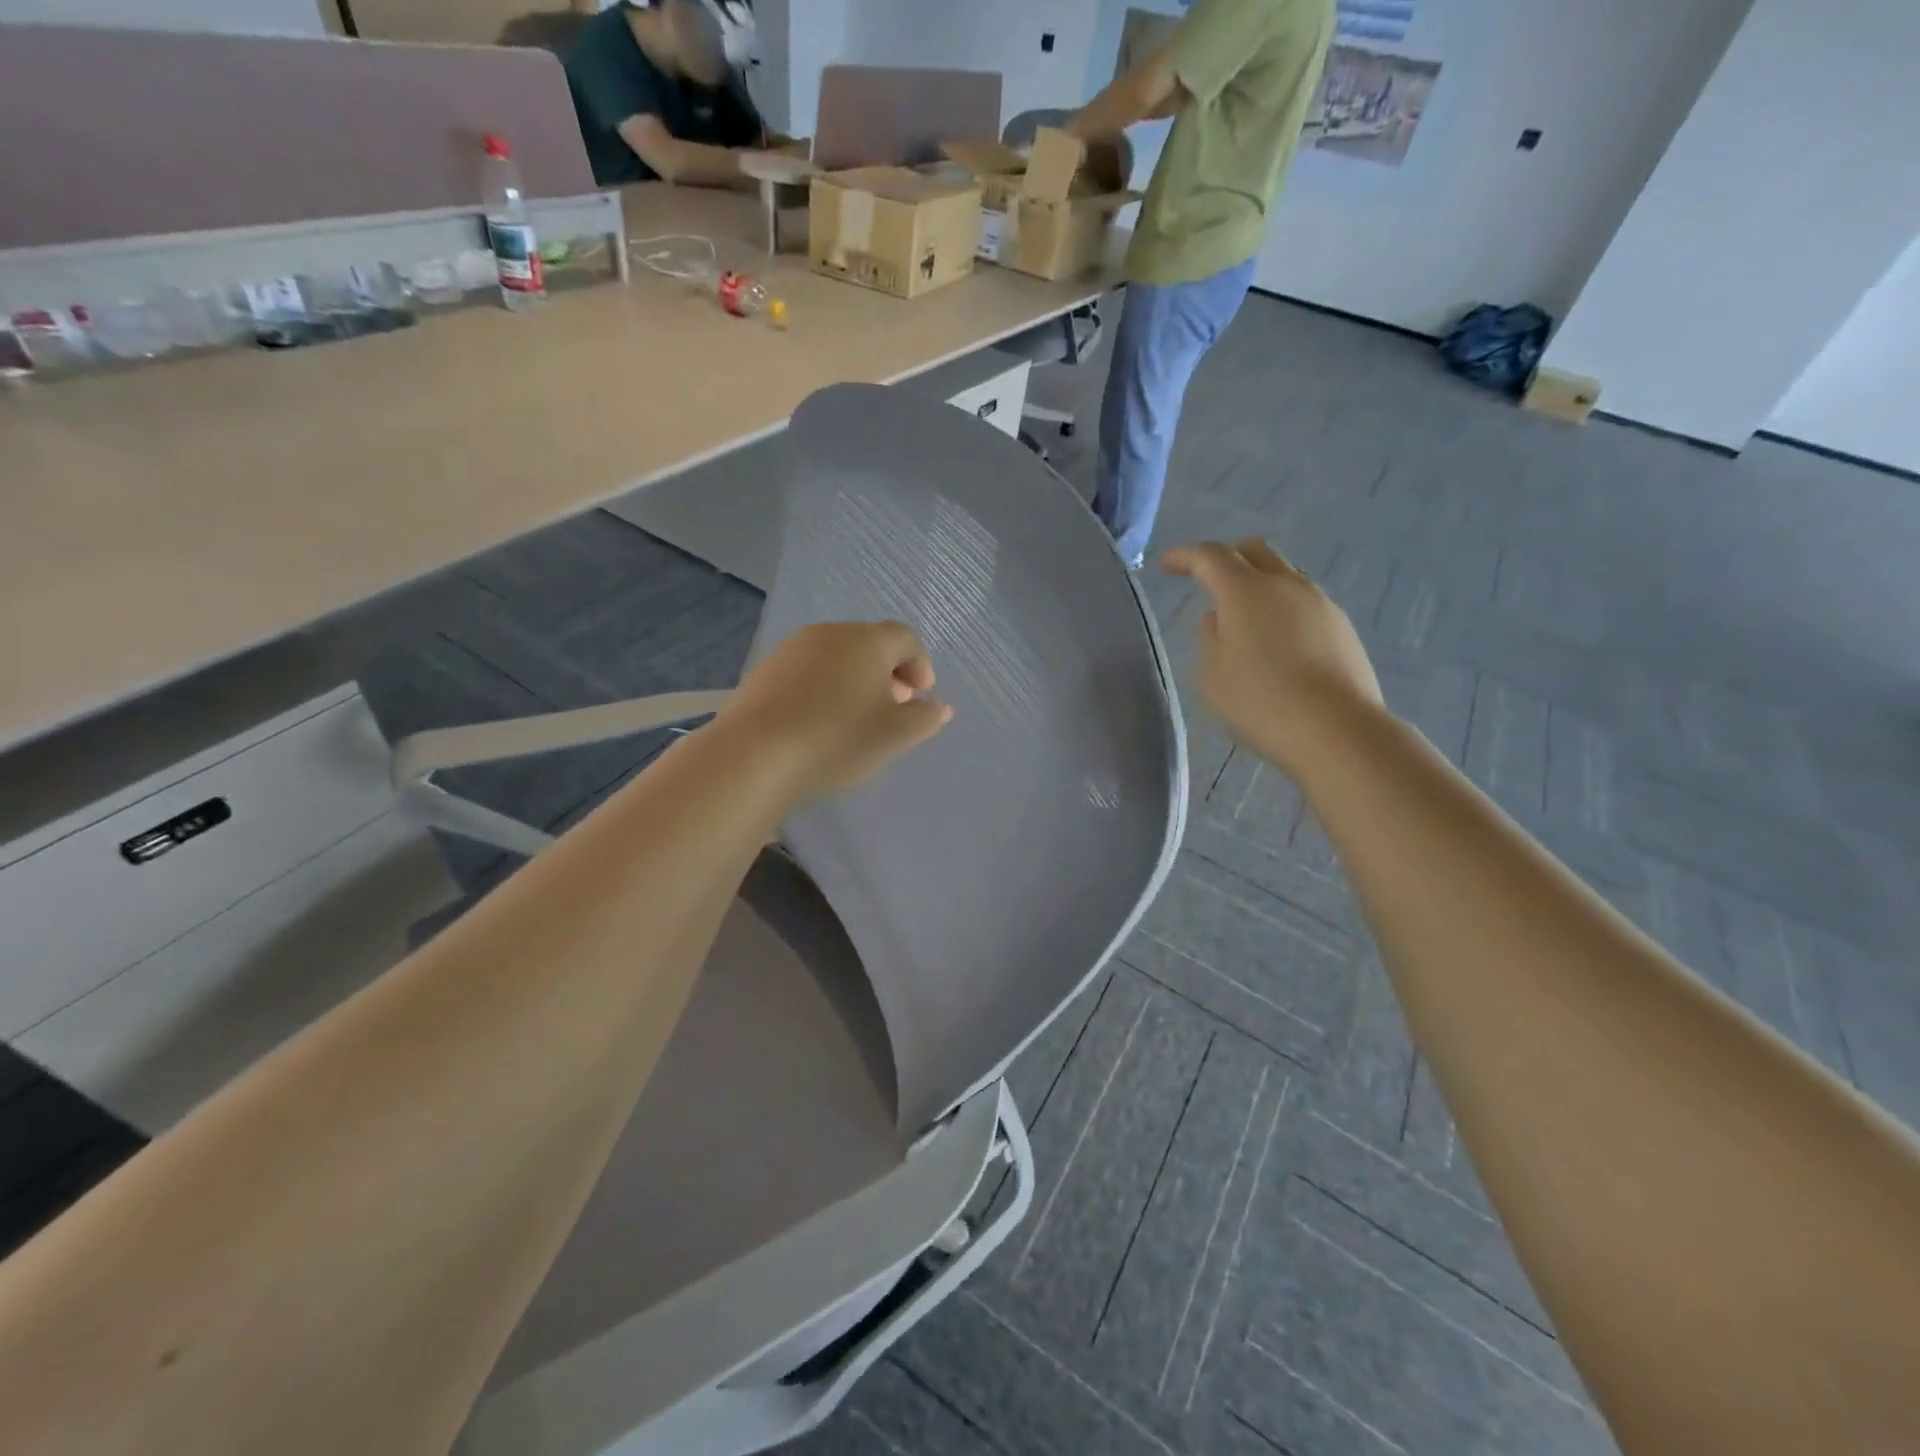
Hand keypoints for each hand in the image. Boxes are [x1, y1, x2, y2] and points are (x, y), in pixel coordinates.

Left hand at [719, 621, 952, 798]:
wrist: (755, 753)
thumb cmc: (838, 739)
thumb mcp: (896, 736)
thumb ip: (925, 718)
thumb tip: (938, 706)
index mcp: (868, 640)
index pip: (906, 638)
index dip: (920, 664)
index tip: (921, 696)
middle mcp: (830, 633)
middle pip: (870, 643)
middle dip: (888, 671)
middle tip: (893, 706)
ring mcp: (793, 648)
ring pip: (836, 656)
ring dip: (854, 679)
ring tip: (855, 716)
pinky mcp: (765, 670)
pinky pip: (807, 671)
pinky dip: (823, 687)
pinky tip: (819, 720)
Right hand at [1164, 539, 1383, 776]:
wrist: (1335, 729)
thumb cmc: (1259, 701)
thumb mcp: (1212, 674)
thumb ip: (1209, 638)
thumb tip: (1219, 618)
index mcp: (1245, 591)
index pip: (1209, 556)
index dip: (1185, 556)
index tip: (1167, 565)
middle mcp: (1285, 584)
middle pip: (1254, 551)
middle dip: (1226, 557)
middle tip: (1208, 579)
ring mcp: (1320, 603)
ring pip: (1284, 574)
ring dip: (1258, 583)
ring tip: (1244, 615)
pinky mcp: (1341, 626)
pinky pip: (1304, 602)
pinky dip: (1282, 608)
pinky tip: (1277, 641)